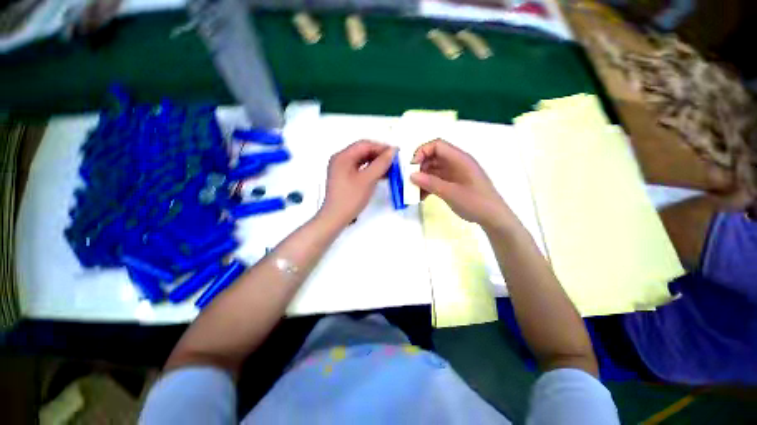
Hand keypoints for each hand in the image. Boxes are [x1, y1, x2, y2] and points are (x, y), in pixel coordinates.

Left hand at [320, 140, 395, 227]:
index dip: (381, 147)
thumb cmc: (350, 198)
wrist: (335, 218)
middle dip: (379, 155)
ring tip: (390, 169)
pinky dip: (370, 170)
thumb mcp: (367, 180)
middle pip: (362, 151)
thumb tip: (392, 151)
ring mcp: (341, 169)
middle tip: (394, 161)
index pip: (364, 145)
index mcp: (343, 156)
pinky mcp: (344, 178)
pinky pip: (359, 169)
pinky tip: (380, 175)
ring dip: (376, 163)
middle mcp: (340, 159)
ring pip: (362, 161)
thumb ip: (381, 164)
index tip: (395, 153)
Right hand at [410, 139, 514, 229]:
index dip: (422, 152)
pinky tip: (421, 196)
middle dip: (419, 167)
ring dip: (422, 178)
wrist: (493, 217)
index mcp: (459, 159)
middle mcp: (456, 163)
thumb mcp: (450, 193)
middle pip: (433, 157)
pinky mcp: (453, 183)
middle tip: (410, 180)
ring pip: (433, 169)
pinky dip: (428, 186)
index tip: (412, 166)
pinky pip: (437, 180)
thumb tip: (411, 175)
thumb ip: (430, 183)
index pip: (437, 145)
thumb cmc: (475, 202)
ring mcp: (455, 173)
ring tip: (413, 191)